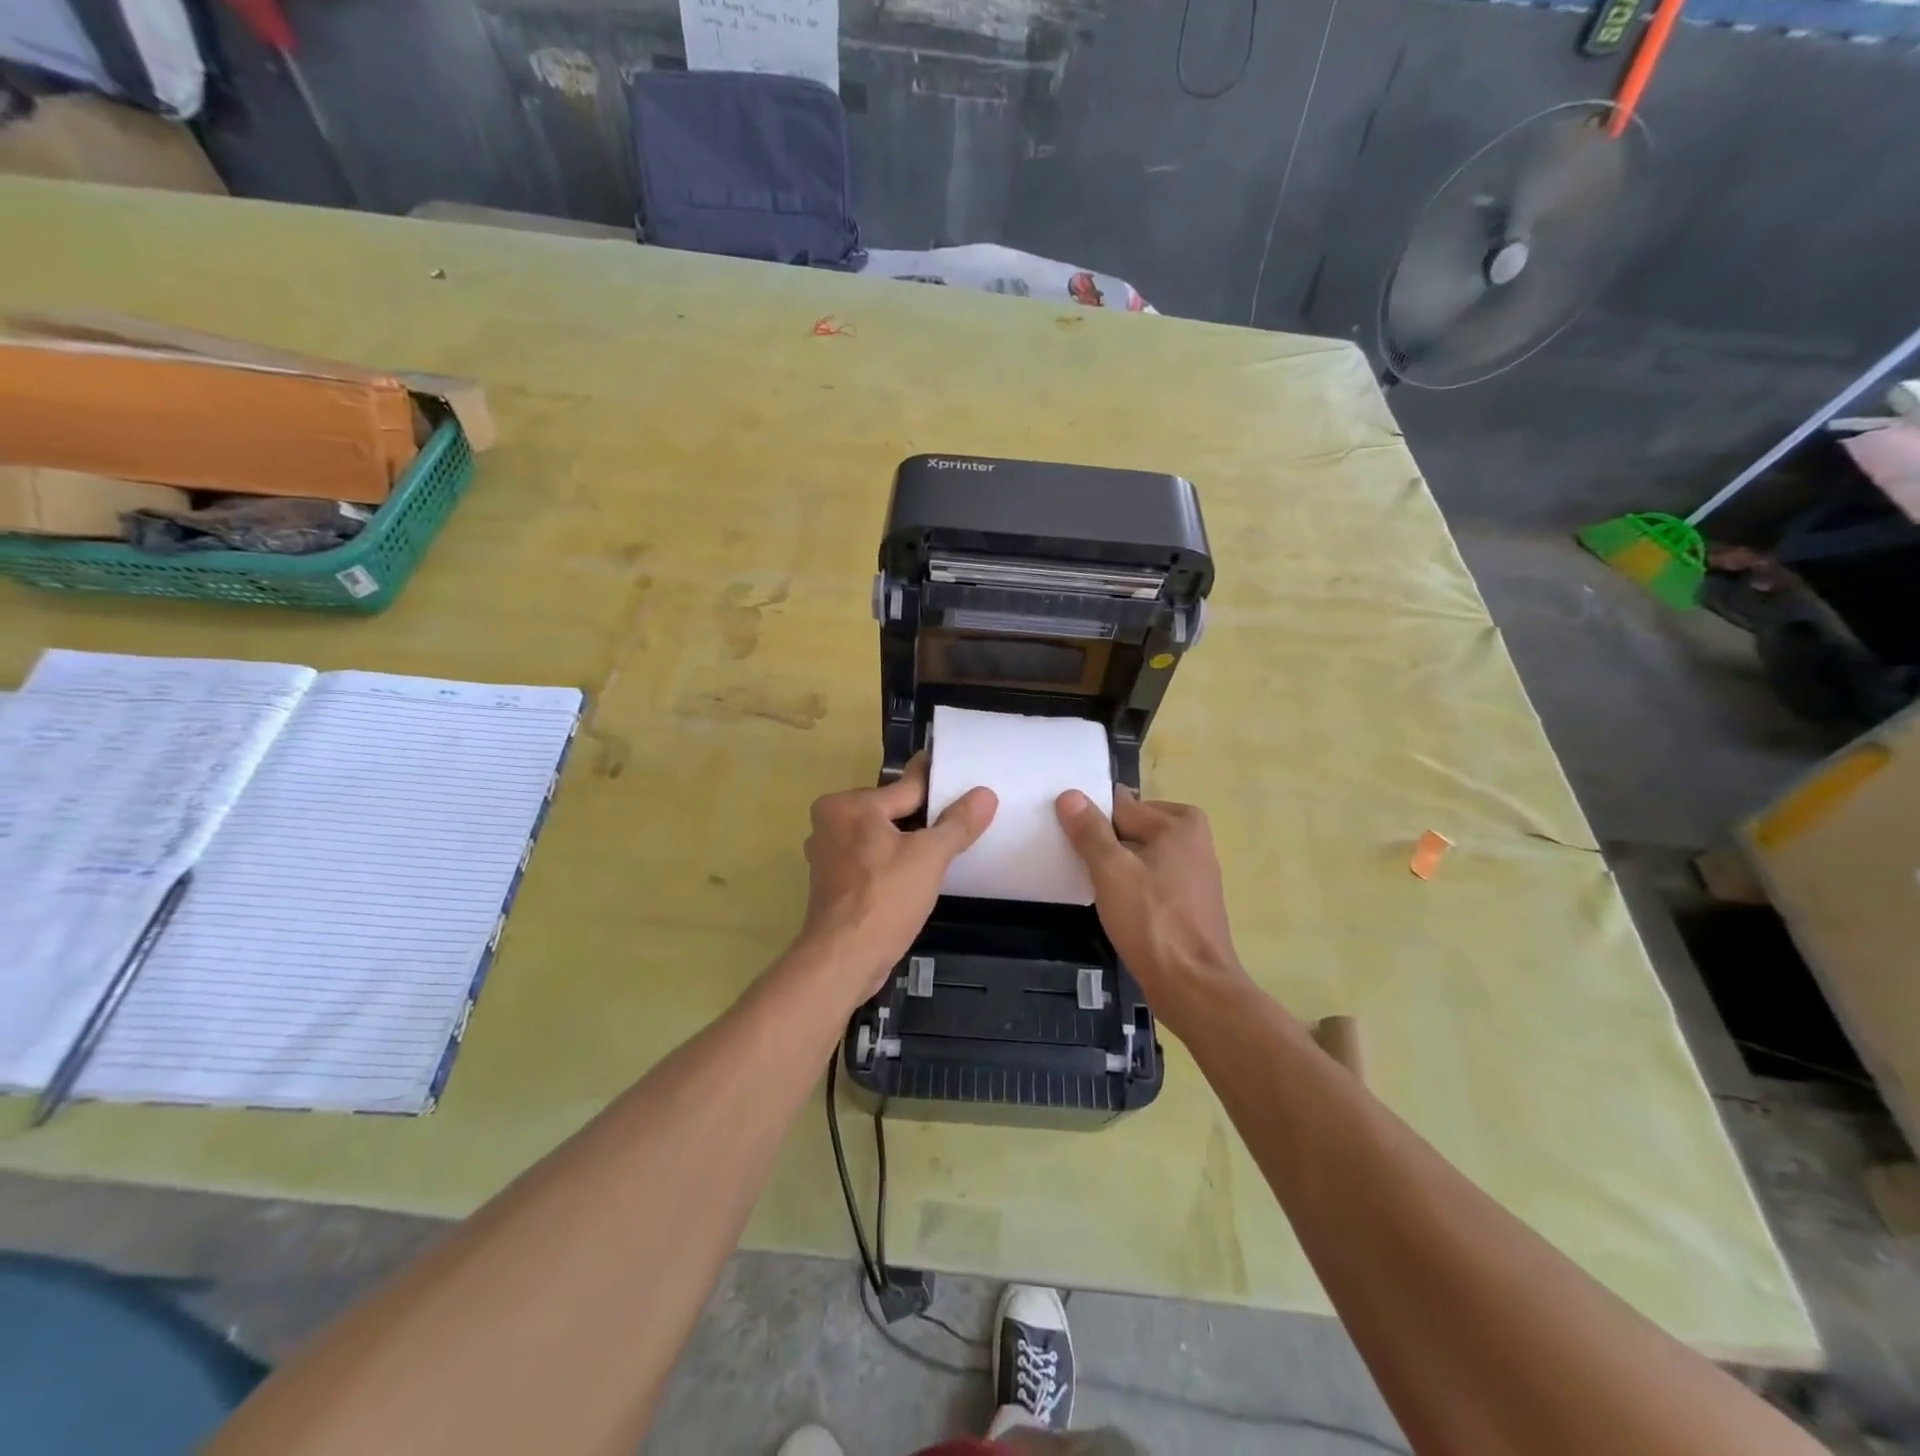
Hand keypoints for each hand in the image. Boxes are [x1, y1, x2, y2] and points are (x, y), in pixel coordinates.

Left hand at [794, 755, 995, 997]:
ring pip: (880, 838)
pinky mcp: (832, 884)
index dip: (938, 785)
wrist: (842, 961)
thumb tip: (985, 794)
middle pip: (891, 812)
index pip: (906, 788)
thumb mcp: (929, 856)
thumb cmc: (884, 899)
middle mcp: (830, 823)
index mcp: (849, 805)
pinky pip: (871, 861)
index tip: (959, 775)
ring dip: (907, 843)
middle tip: (961, 820)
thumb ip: (957, 823)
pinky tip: (916, 875)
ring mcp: (828, 855)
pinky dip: (892, 863)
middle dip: (922, 818)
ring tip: (945, 848)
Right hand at [1055, 789, 1249, 1035]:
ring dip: (1117, 867)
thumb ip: (1089, 831)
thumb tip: (1070, 794)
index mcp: (1179, 822)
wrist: (1193, 986)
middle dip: (1105, 844)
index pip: (1120, 806)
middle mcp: (1193, 838)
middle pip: (1131, 827)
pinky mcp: (1190, 899)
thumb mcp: (1111, 870)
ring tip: (1096, 888)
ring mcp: (1195, 871)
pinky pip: (1152, 877)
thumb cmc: (1152, 921)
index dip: (1092, 822)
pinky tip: (1117, 907)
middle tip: (1080, 867)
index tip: (1070, 840)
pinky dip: (1133, 885)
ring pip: (1140, 854)